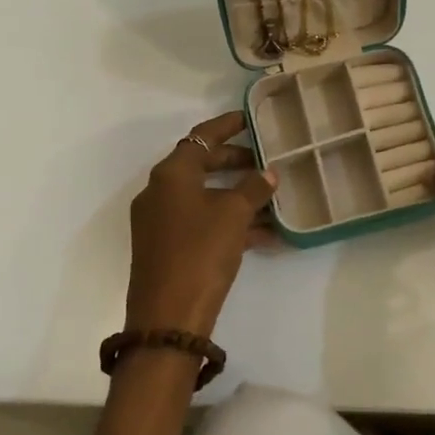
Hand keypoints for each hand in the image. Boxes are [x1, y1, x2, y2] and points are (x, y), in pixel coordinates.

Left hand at [124, 111, 277, 338]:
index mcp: (171, 174)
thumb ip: (253, 188)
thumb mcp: (233, 215)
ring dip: (238, 197)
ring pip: (205, 197)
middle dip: (236, 163)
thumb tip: (268, 173)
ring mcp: (161, 221)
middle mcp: (160, 192)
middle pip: (202, 165)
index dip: (227, 125)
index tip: (251, 118)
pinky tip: (266, 235)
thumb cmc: (200, 252)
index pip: (201, 137)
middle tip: (267, 161)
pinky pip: (202, 223)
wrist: (169, 316)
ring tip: (274, 199)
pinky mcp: (167, 247)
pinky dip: (229, 223)